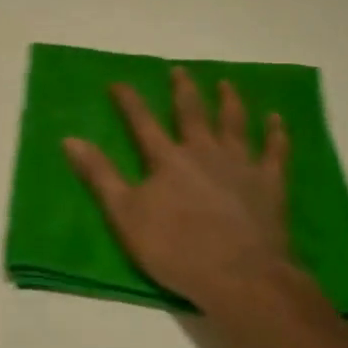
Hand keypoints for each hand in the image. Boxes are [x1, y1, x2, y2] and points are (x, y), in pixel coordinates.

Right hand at [63, 67, 304, 312]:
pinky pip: (275, 151)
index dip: (128, 101)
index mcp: (167, 159)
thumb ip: (100, 175)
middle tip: (179, 70)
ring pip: (234, 123)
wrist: (241, 276)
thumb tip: (70, 139)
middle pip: (192, 113)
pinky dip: (276, 134)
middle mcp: (204, 152)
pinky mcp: (270, 184)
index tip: (118, 82)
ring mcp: (240, 165)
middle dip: (183, 90)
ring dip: (229, 101)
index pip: (142, 122)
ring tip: (226, 84)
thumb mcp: (125, 215)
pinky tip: (277, 120)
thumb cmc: (177, 249)